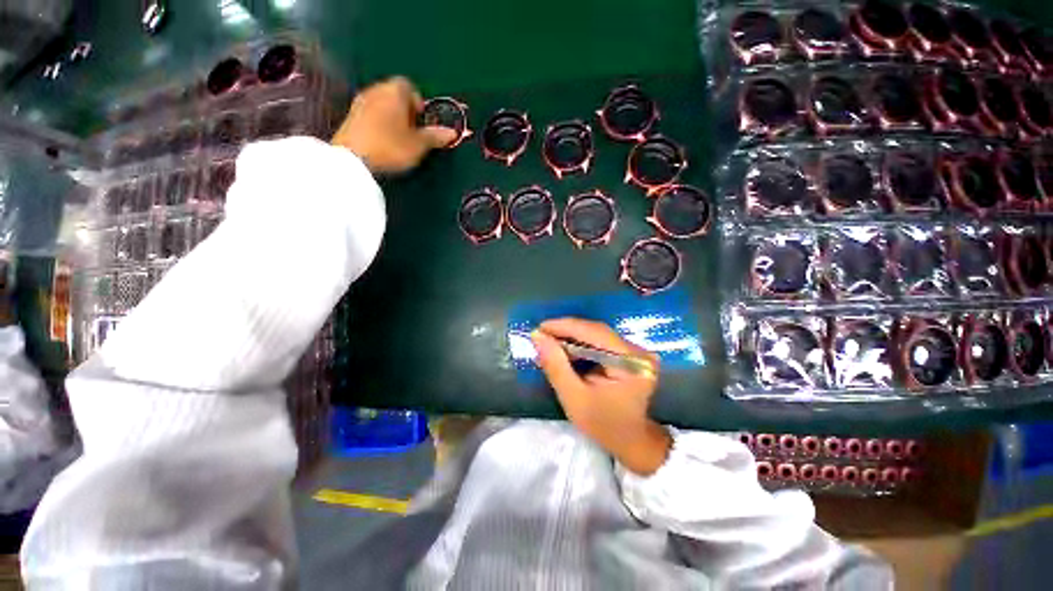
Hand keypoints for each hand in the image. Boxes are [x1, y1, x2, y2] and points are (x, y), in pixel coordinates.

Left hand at [331, 77, 456, 172]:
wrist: (353, 158)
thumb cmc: (391, 147)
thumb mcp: (419, 145)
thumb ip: (435, 136)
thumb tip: (452, 132)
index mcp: (394, 91)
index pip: (409, 86)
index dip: (417, 102)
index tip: (421, 122)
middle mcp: (376, 90)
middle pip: (394, 94)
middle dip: (405, 110)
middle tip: (413, 132)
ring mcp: (360, 102)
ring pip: (382, 104)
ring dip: (391, 117)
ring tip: (398, 139)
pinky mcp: (350, 116)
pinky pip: (370, 114)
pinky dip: (378, 124)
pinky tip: (383, 141)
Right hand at [531, 318, 670, 475]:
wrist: (632, 441)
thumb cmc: (604, 425)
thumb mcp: (574, 398)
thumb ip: (556, 366)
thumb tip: (538, 336)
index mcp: (630, 362)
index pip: (593, 332)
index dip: (564, 326)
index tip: (539, 328)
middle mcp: (637, 350)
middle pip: (595, 330)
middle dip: (566, 331)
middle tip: (541, 336)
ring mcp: (635, 350)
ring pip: (596, 334)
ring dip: (572, 336)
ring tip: (549, 343)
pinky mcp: (630, 353)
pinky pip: (601, 341)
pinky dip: (581, 343)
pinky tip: (565, 349)